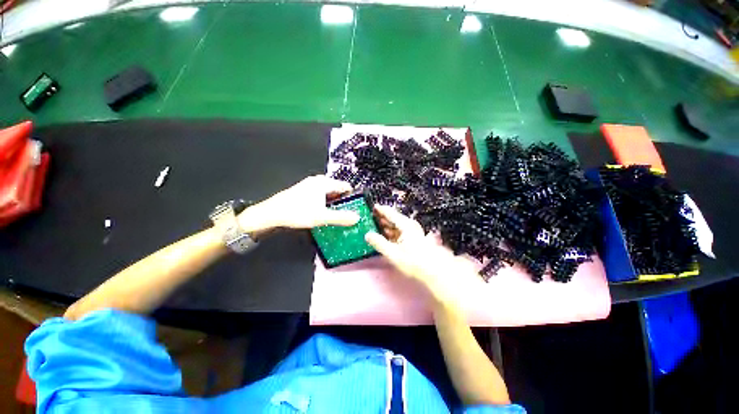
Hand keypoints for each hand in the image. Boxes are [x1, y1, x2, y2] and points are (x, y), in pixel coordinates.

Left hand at [240, 175, 359, 231]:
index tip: (357, 207)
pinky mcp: (304, 192)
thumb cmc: (296, 212)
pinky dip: (326, 204)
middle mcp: (318, 181)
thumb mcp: (321, 217)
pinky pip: (321, 197)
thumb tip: (357, 218)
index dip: (353, 196)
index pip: (345, 186)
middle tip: (349, 214)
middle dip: (344, 201)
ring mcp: (310, 186)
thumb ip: (341, 217)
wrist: (271, 214)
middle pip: (337, 190)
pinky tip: (325, 214)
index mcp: (324, 183)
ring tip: (339, 216)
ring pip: (329, 194)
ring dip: (334, 204)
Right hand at [365, 205, 477, 306]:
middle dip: (382, 218)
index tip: (372, 207)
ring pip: (396, 226)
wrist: (434, 270)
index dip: (380, 209)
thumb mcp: (393, 253)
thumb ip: (379, 243)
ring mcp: (413, 232)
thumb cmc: (413, 261)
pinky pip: (400, 232)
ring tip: (376, 227)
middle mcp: (409, 225)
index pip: (390, 213)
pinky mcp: (414, 239)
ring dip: (387, 226)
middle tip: (371, 218)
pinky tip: (386, 237)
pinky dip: (392, 233)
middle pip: (393, 218)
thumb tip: (368, 235)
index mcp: (405, 225)